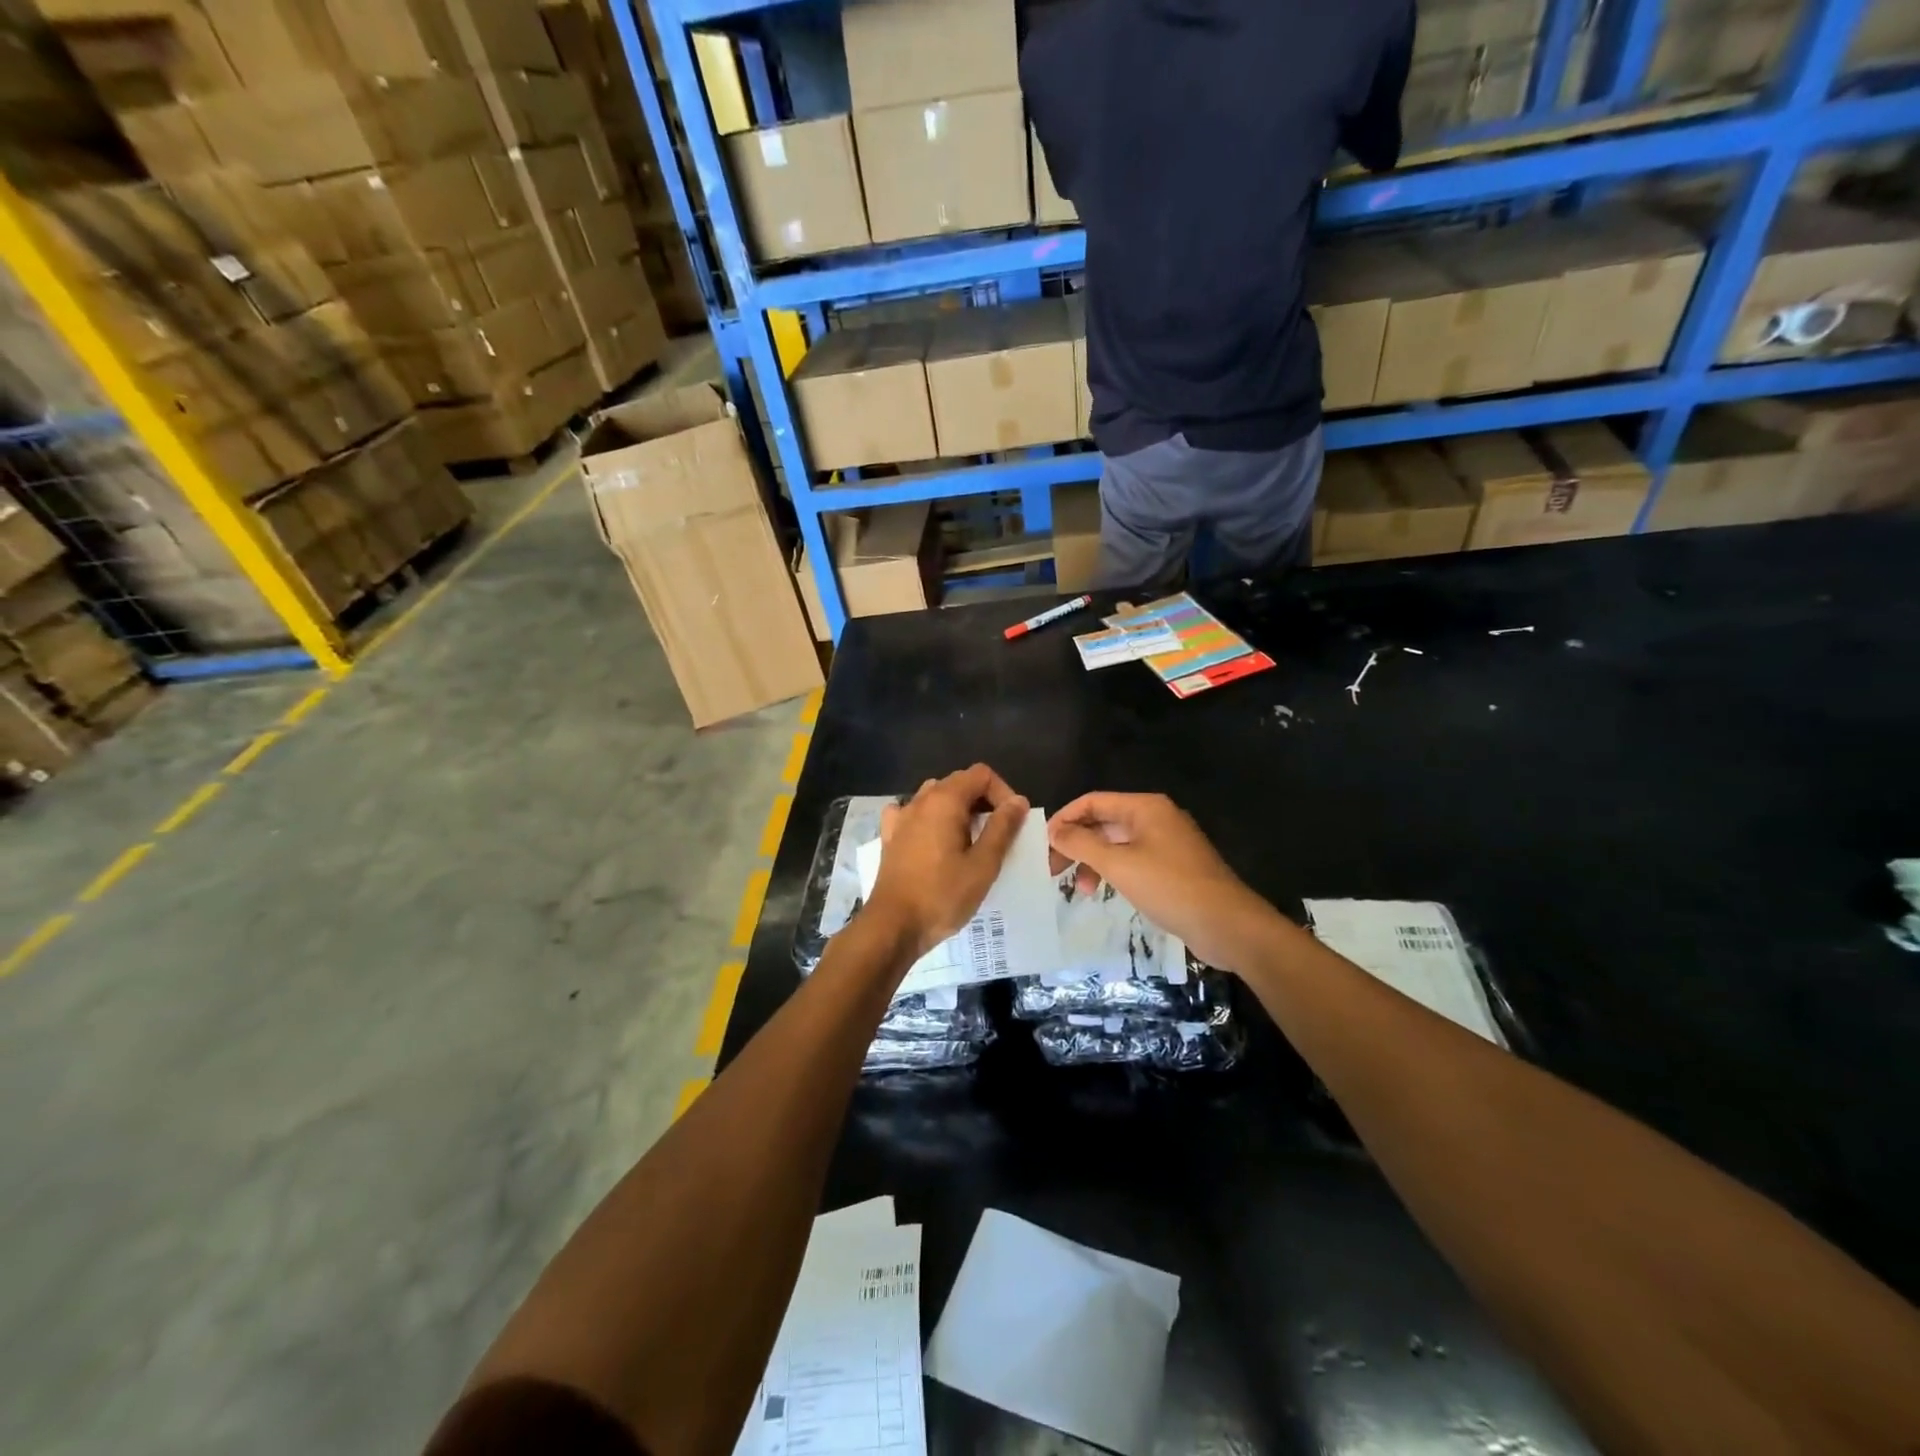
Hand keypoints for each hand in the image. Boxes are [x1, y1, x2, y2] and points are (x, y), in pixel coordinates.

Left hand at [866, 765, 1029, 959]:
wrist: (893, 926)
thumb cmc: (943, 895)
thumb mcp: (983, 864)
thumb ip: (1003, 828)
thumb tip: (1018, 801)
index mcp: (944, 800)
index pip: (981, 774)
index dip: (1002, 792)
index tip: (1012, 822)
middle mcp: (920, 800)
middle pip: (958, 783)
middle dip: (983, 802)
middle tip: (997, 835)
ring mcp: (901, 817)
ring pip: (936, 798)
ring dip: (958, 811)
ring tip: (970, 841)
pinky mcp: (890, 837)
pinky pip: (914, 815)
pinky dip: (930, 820)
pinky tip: (934, 840)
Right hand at [1048, 793, 1276, 972]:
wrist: (1228, 924)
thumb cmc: (1170, 887)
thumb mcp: (1119, 865)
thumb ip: (1082, 844)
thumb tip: (1054, 830)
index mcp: (1145, 808)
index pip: (1093, 801)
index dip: (1065, 819)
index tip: (1043, 844)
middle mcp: (1156, 818)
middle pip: (1104, 823)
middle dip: (1076, 845)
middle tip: (1053, 871)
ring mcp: (1166, 843)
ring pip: (1117, 845)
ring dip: (1093, 863)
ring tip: (1080, 891)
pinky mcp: (1173, 868)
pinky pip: (1132, 861)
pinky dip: (1113, 873)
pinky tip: (1105, 893)